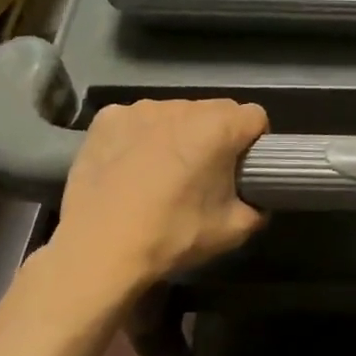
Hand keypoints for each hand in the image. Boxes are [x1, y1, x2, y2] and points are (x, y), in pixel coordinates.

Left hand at [53, 98, 268, 285]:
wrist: (98, 249)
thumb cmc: (172, 235)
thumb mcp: (233, 231)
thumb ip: (257, 208)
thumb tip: (258, 202)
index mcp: (219, 126)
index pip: (255, 117)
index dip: (254, 142)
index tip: (242, 168)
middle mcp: (182, 106)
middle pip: (214, 111)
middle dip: (215, 136)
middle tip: (203, 174)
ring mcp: (141, 108)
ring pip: (175, 114)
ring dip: (177, 134)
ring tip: (161, 172)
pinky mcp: (107, 118)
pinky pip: (137, 120)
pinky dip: (140, 136)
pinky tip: (129, 166)